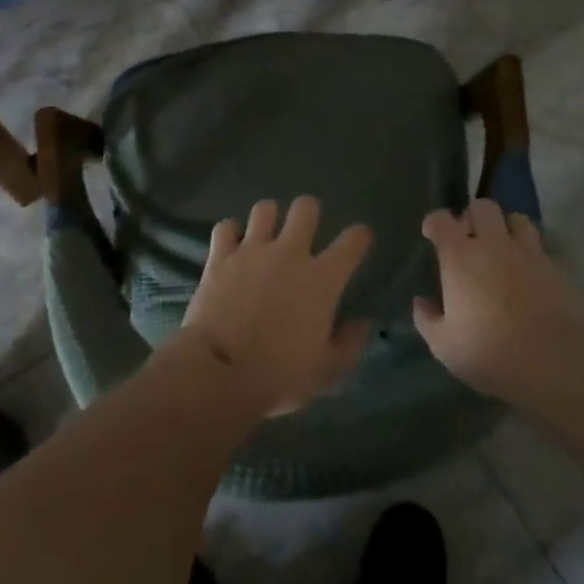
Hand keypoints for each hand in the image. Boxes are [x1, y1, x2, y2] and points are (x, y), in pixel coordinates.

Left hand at [180, 197, 373, 417]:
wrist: (222, 371)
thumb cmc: (281, 374)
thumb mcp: (327, 370)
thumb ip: (349, 343)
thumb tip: (362, 323)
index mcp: (322, 278)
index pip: (352, 242)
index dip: (359, 236)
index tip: (359, 240)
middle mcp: (290, 253)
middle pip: (305, 208)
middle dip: (308, 213)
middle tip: (304, 230)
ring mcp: (252, 250)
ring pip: (265, 209)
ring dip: (268, 218)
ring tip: (266, 234)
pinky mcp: (221, 256)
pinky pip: (225, 227)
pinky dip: (230, 232)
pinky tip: (232, 245)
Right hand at [414, 198, 583, 404]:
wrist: (558, 362)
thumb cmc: (491, 352)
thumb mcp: (445, 346)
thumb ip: (427, 320)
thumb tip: (421, 302)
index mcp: (459, 256)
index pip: (441, 220)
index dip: (434, 223)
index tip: (432, 234)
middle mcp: (492, 244)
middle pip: (482, 207)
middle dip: (473, 217)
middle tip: (470, 240)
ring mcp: (528, 253)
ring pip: (516, 219)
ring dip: (506, 228)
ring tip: (503, 249)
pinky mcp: (556, 268)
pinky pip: (540, 247)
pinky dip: (531, 252)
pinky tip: (528, 273)